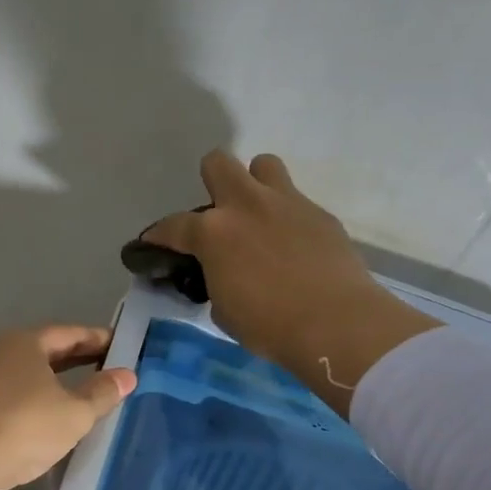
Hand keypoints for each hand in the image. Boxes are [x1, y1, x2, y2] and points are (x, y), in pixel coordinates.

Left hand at [0, 326, 136, 489]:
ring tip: (77, 398)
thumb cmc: (24, 425)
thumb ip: (101, 393)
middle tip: (105, 369)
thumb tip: (127, 375)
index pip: (68, 333)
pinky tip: (43, 422)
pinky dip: (31, 403)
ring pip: (24, 377)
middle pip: (44, 352)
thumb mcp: (74, 412)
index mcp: (25, 343)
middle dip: (74, 360)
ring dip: (51, 384)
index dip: (96, 339)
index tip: (119, 346)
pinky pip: (9, 399)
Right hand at [144, 152, 439, 412]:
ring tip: (259, 216)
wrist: (336, 323)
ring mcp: (287, 203)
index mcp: (213, 232)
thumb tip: (219, 273)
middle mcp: (246, 205)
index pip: (172, 225)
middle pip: (218, 163)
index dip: (158, 236)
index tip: (154, 244)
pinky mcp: (320, 213)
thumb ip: (214, 280)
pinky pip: (296, 201)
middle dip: (211, 182)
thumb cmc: (269, 325)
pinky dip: (287, 217)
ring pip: (264, 165)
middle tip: (219, 214)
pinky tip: (293, 246)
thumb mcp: (223, 309)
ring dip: (255, 184)